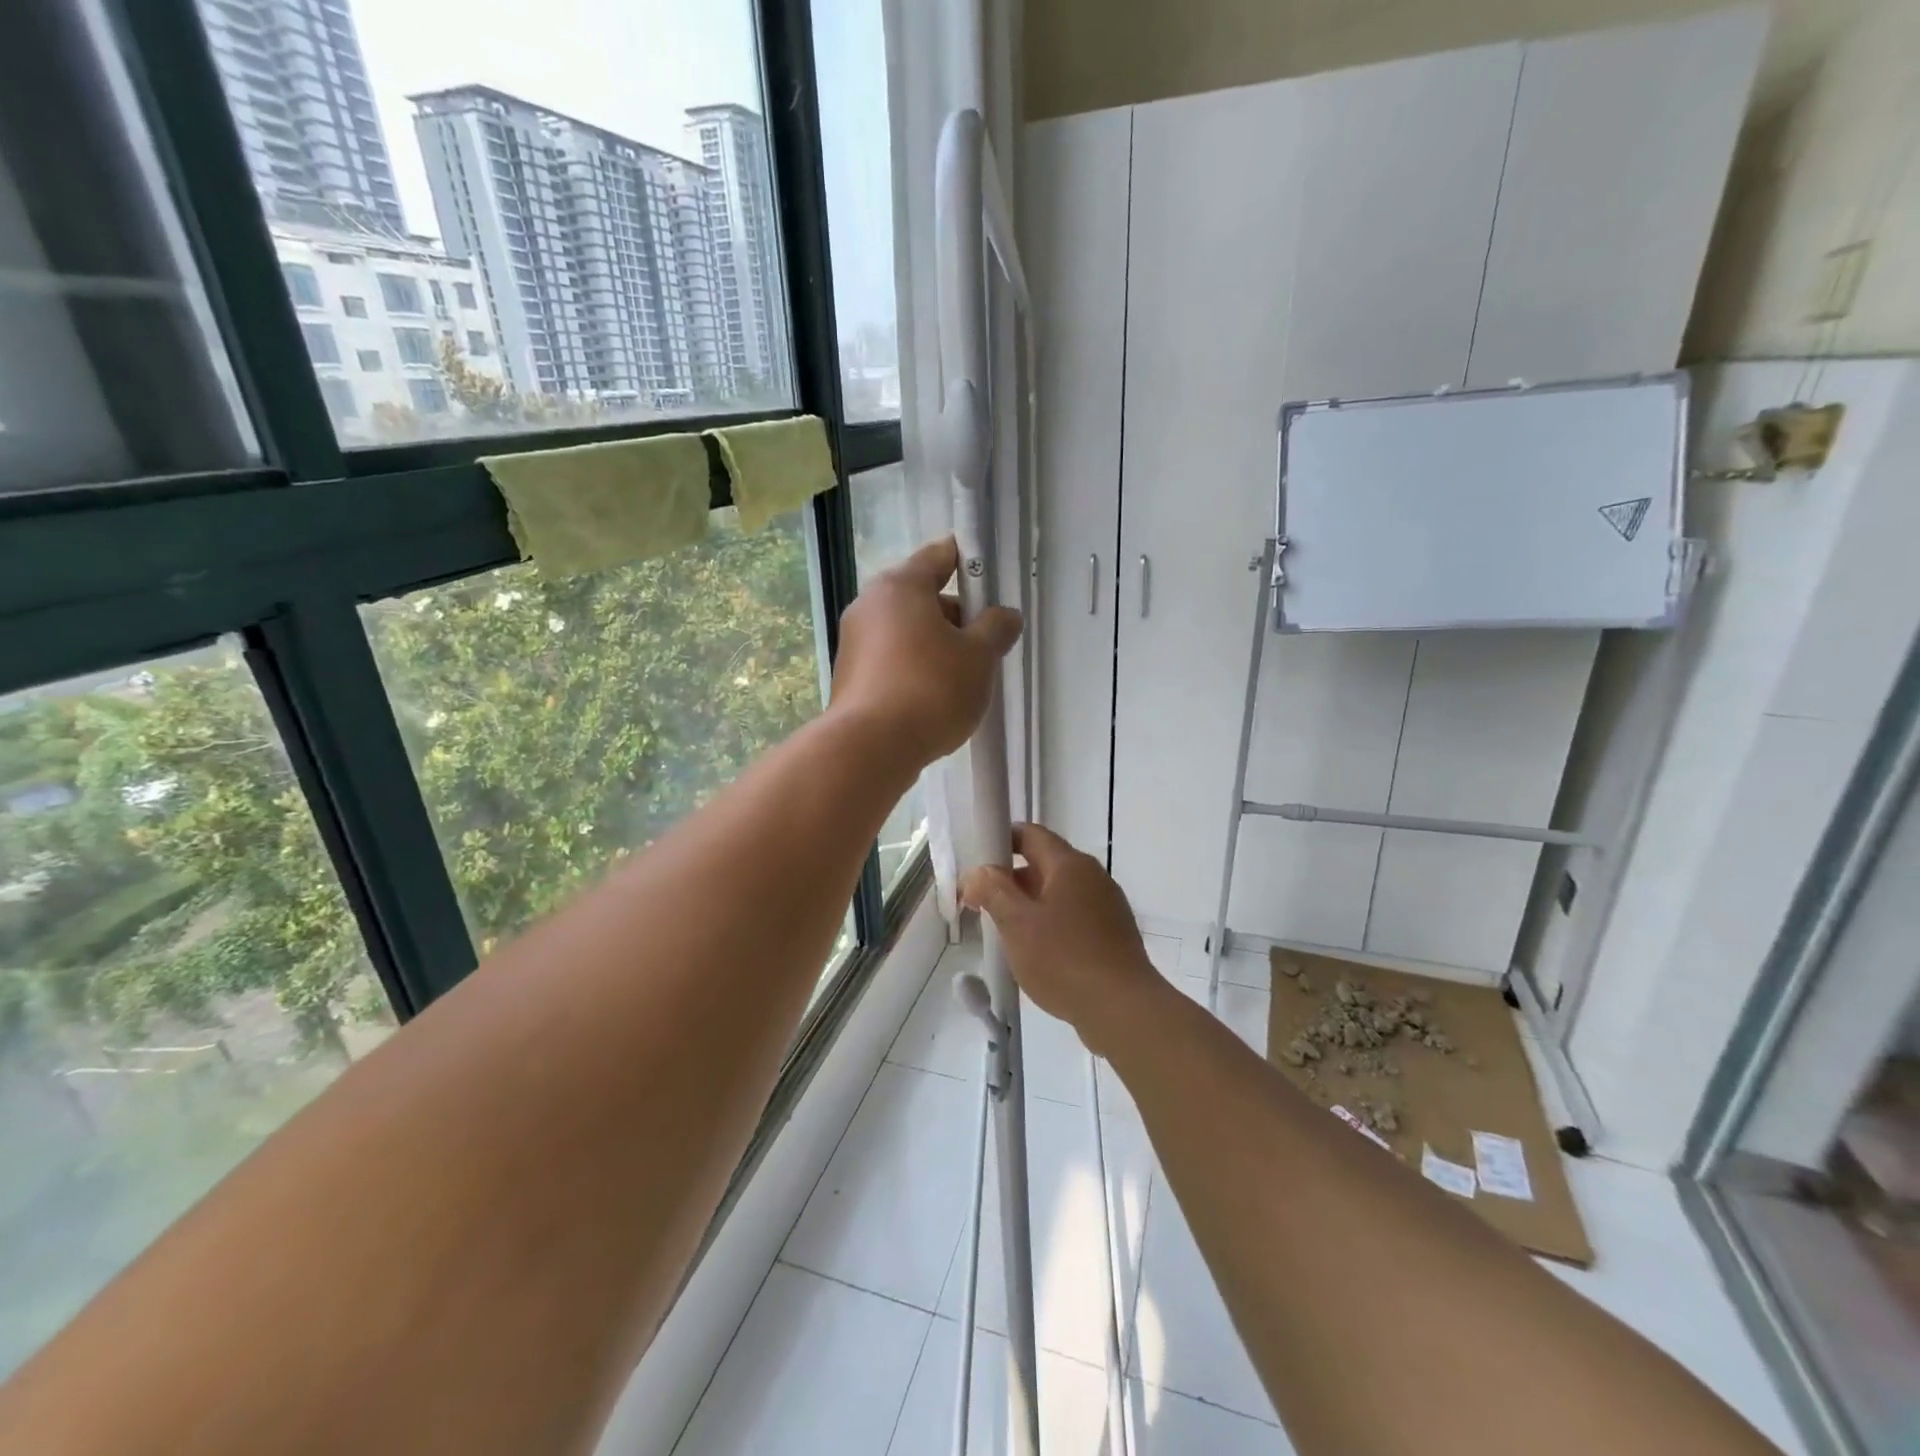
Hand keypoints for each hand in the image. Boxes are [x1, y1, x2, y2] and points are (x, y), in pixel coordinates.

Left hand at [831, 536, 1022, 767]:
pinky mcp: (850, 676)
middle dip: (956, 617)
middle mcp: (869, 605)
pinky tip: (934, 699)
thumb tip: (1004, 615)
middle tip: (985, 646)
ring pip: (907, 632)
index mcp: (900, 586)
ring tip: (963, 679)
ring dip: (936, 647)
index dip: (968, 563)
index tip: (990, 581)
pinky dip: (914, 669)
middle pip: (923, 597)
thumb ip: (996, 629)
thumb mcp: (979, 657)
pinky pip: (892, 660)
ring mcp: (854, 642)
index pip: (939, 556)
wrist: (871, 748)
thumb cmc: (931, 689)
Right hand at [959, 823, 1167, 1057]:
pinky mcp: (1114, 934)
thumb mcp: (1016, 924)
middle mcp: (1093, 877)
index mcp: (1070, 864)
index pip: (1031, 834)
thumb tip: (978, 872)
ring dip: (1030, 906)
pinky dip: (1052, 926)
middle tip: (983, 906)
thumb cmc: (1064, 959)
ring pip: (1059, 894)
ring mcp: (1108, 906)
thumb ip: (993, 890)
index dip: (1001, 841)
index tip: (977, 865)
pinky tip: (1038, 955)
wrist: (1123, 1010)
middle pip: (1044, 864)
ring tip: (1006, 934)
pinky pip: (1075, 918)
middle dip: (1011, 881)